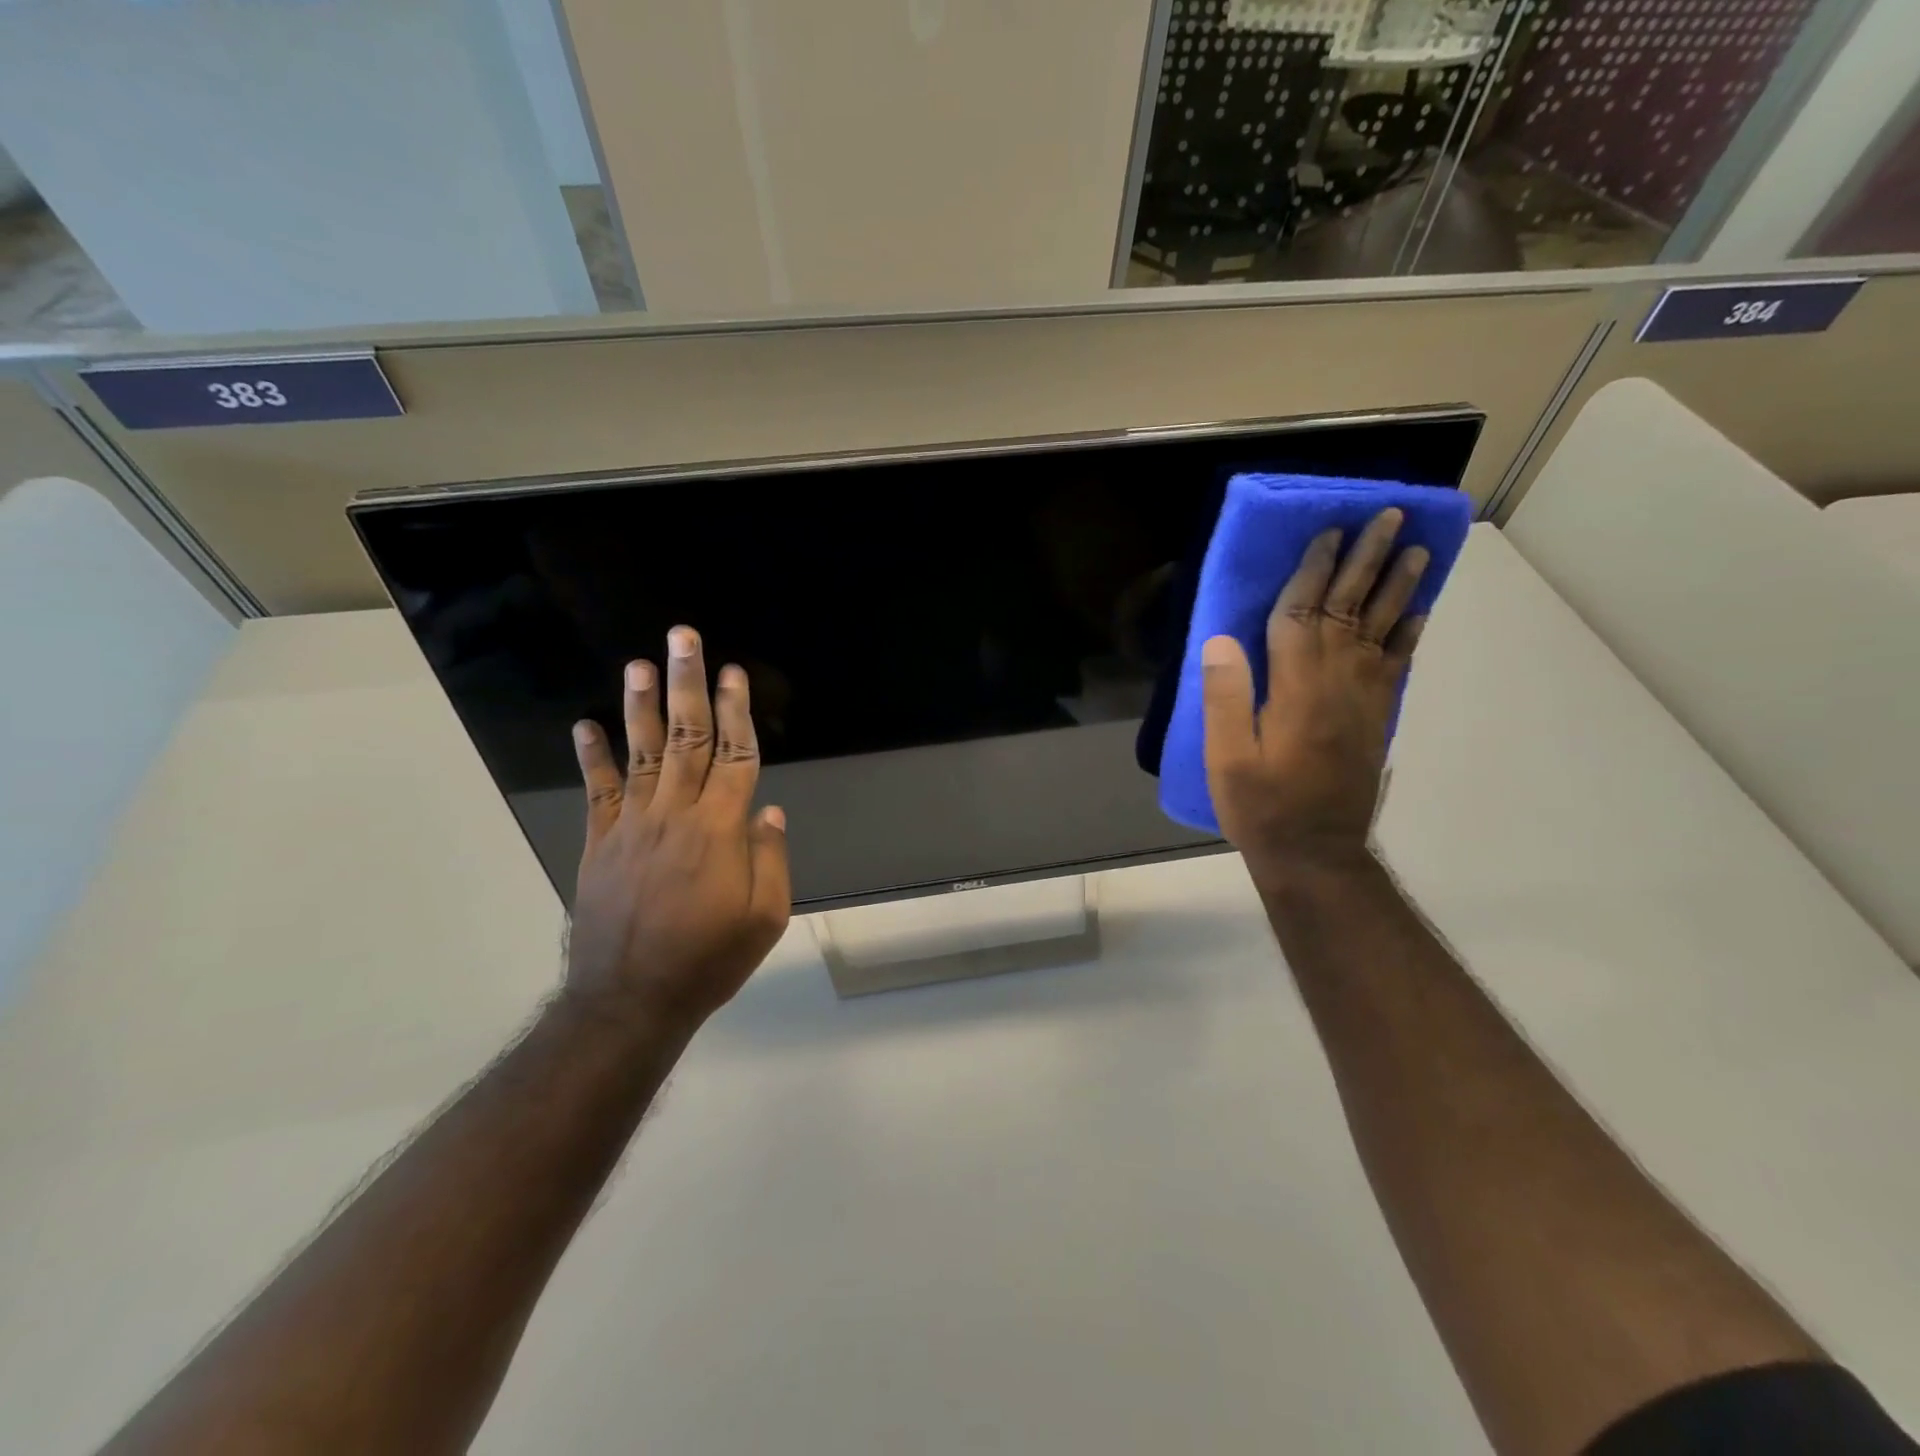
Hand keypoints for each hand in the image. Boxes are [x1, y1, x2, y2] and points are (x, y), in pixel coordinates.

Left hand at [564, 626, 790, 1031]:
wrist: (630, 999)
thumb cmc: (708, 960)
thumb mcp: (764, 919)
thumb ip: (771, 860)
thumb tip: (769, 810)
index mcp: (720, 830)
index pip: (735, 756)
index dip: (737, 712)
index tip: (734, 673)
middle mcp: (675, 814)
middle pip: (688, 738)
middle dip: (688, 684)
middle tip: (683, 638)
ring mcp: (632, 825)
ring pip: (643, 753)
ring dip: (641, 706)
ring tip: (640, 664)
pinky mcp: (601, 843)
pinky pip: (598, 791)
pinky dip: (591, 756)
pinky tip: (585, 725)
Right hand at [1201, 508, 1429, 884]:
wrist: (1315, 852)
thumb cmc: (1262, 806)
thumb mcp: (1228, 758)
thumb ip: (1226, 698)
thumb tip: (1221, 640)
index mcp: (1297, 689)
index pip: (1302, 616)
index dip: (1313, 572)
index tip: (1326, 533)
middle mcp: (1338, 683)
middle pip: (1351, 610)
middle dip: (1367, 561)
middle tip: (1388, 517)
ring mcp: (1364, 700)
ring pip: (1382, 630)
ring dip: (1397, 586)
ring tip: (1416, 548)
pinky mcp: (1376, 718)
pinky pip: (1398, 664)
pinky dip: (1410, 632)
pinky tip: (1420, 610)